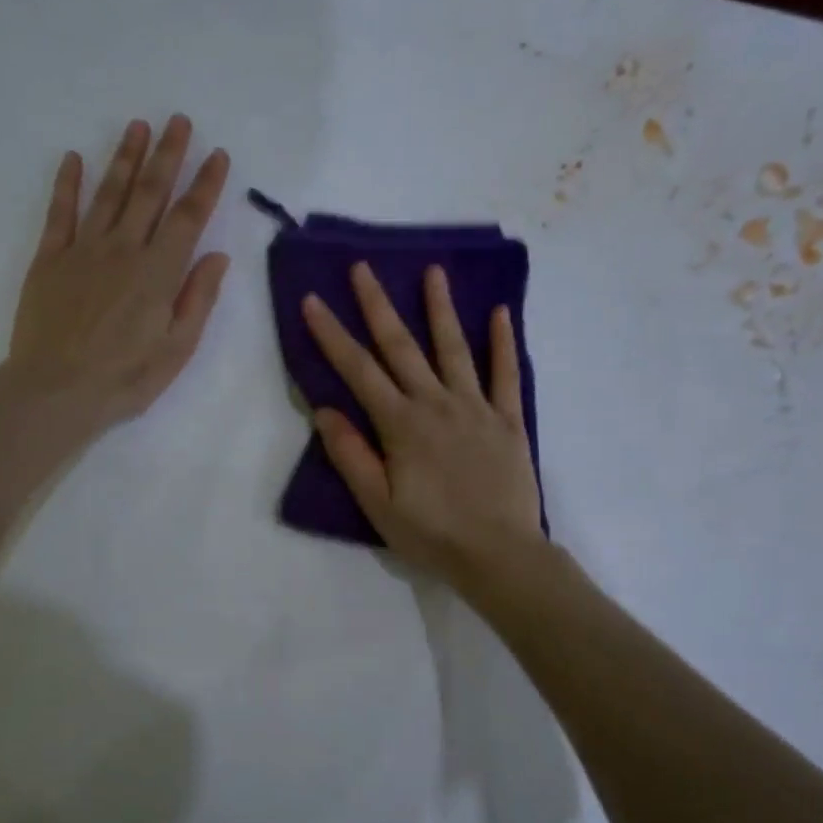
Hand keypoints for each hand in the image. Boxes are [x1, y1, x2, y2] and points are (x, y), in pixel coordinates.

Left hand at [6, 115, 230, 429]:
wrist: (55, 391)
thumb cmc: (124, 379)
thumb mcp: (176, 350)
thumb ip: (198, 299)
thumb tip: (217, 256)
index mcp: (159, 273)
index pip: (188, 218)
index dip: (205, 184)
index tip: (217, 155)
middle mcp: (123, 250)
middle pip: (149, 193)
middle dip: (167, 154)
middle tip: (178, 120)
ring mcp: (83, 250)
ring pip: (108, 193)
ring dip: (124, 157)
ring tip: (137, 126)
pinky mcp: (49, 259)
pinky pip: (59, 212)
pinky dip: (66, 184)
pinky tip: (73, 158)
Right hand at [302, 263, 543, 592]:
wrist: (499, 555)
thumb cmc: (432, 534)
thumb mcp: (378, 505)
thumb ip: (352, 455)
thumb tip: (324, 410)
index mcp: (401, 425)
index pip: (359, 372)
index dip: (333, 335)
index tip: (313, 301)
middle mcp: (436, 404)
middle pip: (402, 347)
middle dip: (378, 306)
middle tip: (363, 268)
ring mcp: (476, 408)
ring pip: (454, 349)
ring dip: (441, 309)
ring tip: (433, 271)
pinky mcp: (509, 420)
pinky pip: (507, 375)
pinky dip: (504, 343)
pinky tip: (501, 313)